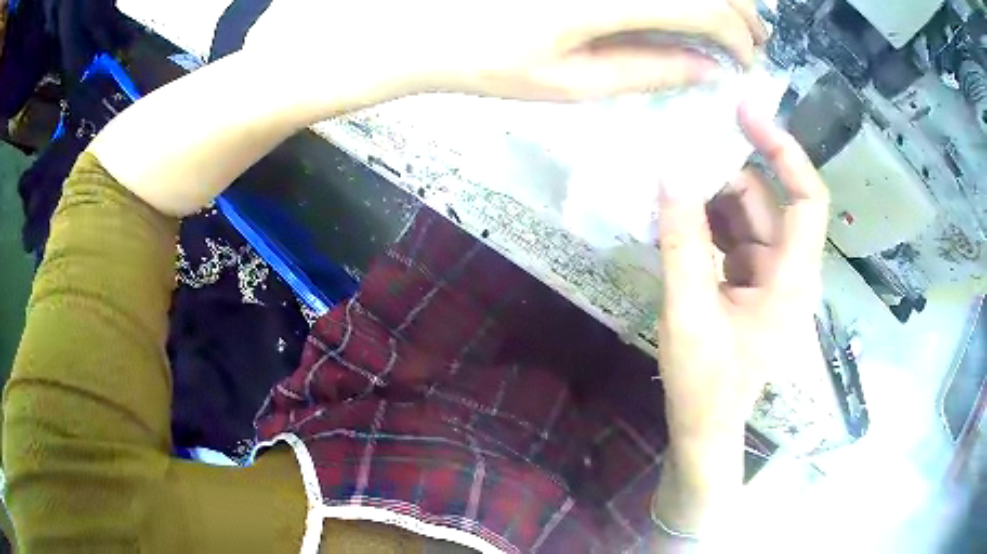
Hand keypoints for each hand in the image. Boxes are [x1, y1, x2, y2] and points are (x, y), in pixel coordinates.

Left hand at [244, 0, 766, 101]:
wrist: (419, 23)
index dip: (738, 38)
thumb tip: (708, 70)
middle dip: (740, 12)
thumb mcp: (571, 81)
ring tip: (731, 22)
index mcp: (614, 0)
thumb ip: (649, 70)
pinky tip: (681, 10)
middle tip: (754, 41)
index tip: (747, 64)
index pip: (707, 11)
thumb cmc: (486, 58)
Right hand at [656, 104, 828, 444]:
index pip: (807, 199)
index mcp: (791, 279)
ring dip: (711, 199)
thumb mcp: (688, 312)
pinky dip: (707, 224)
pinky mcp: (751, 282)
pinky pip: (733, 237)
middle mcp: (789, 270)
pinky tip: (676, 220)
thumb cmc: (705, 383)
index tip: (746, 115)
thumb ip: (681, 243)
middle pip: (768, 202)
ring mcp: (770, 276)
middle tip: (679, 154)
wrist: (705, 426)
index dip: (785, 151)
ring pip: (748, 217)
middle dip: (726, 175)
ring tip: (669, 187)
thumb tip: (669, 175)